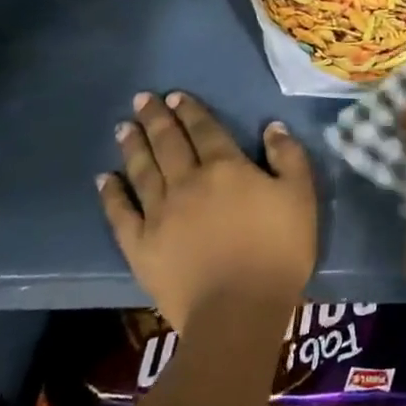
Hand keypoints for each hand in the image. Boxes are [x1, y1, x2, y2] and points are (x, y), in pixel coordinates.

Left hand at [99, 92, 316, 330]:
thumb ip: (288, 157)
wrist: (238, 309)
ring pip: (142, 171)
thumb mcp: (301, 196)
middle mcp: (186, 182)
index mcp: (225, 167)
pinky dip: (111, 193)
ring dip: (133, 146)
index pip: (204, 130)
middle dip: (156, 118)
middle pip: (168, 143)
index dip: (190, 111)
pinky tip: (104, 179)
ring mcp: (159, 214)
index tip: (176, 96)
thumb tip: (272, 127)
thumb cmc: (279, 249)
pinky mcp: (140, 246)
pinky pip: (121, 213)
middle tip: (142, 99)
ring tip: (123, 127)